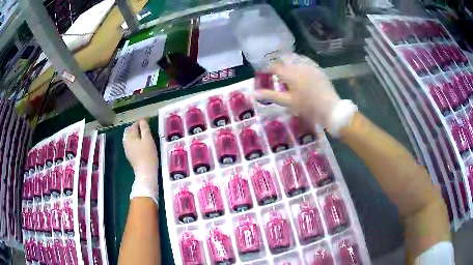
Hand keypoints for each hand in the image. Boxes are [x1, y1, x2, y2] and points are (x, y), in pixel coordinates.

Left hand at [123, 119, 158, 202]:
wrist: (145, 172)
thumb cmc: (148, 155)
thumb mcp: (148, 139)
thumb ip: (145, 128)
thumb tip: (142, 120)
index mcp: (130, 136)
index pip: (134, 124)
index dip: (141, 121)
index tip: (148, 119)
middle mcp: (126, 141)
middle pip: (130, 130)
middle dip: (136, 127)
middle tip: (146, 126)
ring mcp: (127, 149)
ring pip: (129, 137)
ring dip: (135, 134)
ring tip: (144, 134)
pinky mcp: (130, 155)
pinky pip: (131, 143)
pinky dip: (135, 140)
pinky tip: (141, 143)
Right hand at [254, 53, 356, 135]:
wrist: (330, 108)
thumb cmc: (307, 106)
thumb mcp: (287, 102)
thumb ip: (270, 95)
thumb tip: (253, 94)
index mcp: (290, 73)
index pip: (274, 67)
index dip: (266, 69)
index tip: (262, 74)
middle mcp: (299, 65)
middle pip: (284, 59)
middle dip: (277, 64)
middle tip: (274, 73)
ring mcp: (310, 66)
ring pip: (295, 58)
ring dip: (288, 62)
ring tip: (286, 71)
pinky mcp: (317, 69)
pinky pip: (305, 61)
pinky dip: (298, 63)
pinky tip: (299, 70)